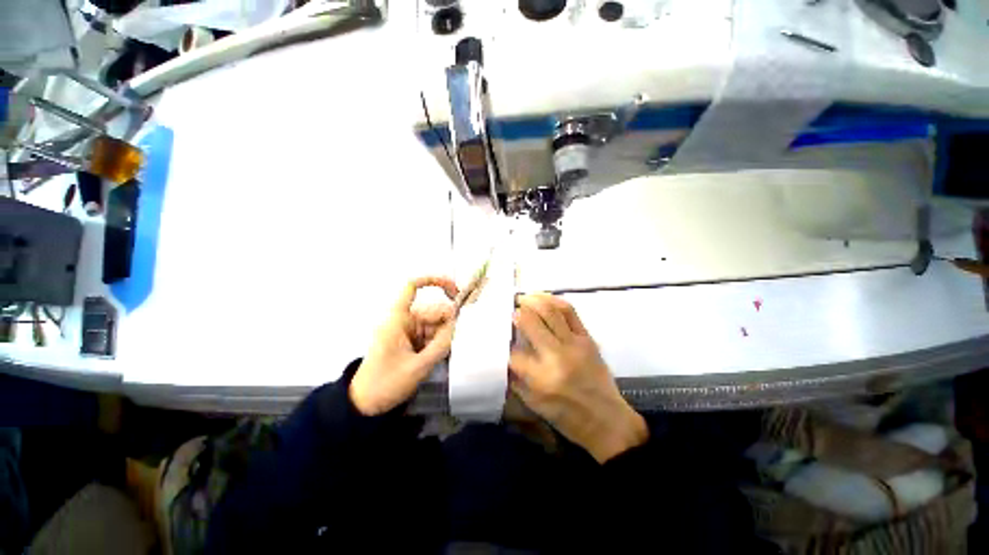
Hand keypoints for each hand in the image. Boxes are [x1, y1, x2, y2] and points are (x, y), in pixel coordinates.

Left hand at [349, 276, 458, 415]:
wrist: (366, 404)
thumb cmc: (385, 384)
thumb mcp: (418, 366)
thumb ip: (441, 344)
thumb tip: (457, 324)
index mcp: (398, 319)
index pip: (412, 288)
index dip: (432, 281)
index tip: (454, 289)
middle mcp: (403, 320)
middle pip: (432, 310)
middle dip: (446, 322)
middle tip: (452, 341)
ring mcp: (407, 330)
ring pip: (435, 323)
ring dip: (443, 335)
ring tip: (440, 355)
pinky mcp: (411, 340)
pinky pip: (431, 334)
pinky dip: (438, 341)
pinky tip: (437, 355)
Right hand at [509, 294, 647, 462]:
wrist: (606, 420)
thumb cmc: (566, 417)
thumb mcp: (532, 403)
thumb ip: (515, 376)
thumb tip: (505, 352)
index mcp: (539, 377)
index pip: (512, 351)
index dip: (503, 341)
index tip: (500, 334)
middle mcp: (555, 356)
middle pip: (529, 322)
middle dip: (516, 312)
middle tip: (510, 309)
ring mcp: (574, 344)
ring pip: (549, 310)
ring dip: (532, 300)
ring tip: (523, 298)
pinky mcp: (587, 338)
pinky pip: (569, 311)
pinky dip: (553, 300)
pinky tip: (543, 299)